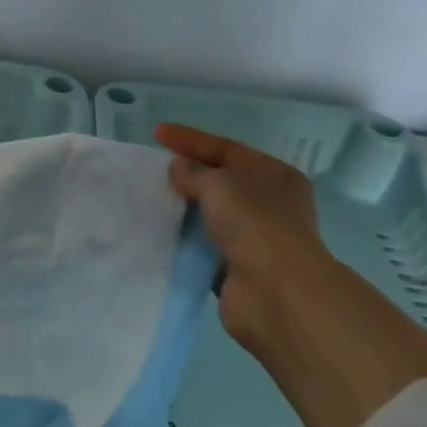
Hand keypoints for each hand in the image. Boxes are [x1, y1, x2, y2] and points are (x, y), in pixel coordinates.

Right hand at [156, 122, 335, 356]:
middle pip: (221, 181)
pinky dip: (185, 241)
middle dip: (188, 174)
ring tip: (150, 199)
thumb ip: (193, 172)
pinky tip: (160, 232)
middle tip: (153, 168)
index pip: (226, 148)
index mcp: (274, 175)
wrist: (277, 294)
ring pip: (212, 216)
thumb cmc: (254, 224)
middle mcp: (269, 204)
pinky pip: (204, 247)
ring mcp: (256, 238)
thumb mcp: (219, 184)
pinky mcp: (238, 268)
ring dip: (185, 209)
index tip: (157, 132)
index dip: (191, 139)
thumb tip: (178, 168)